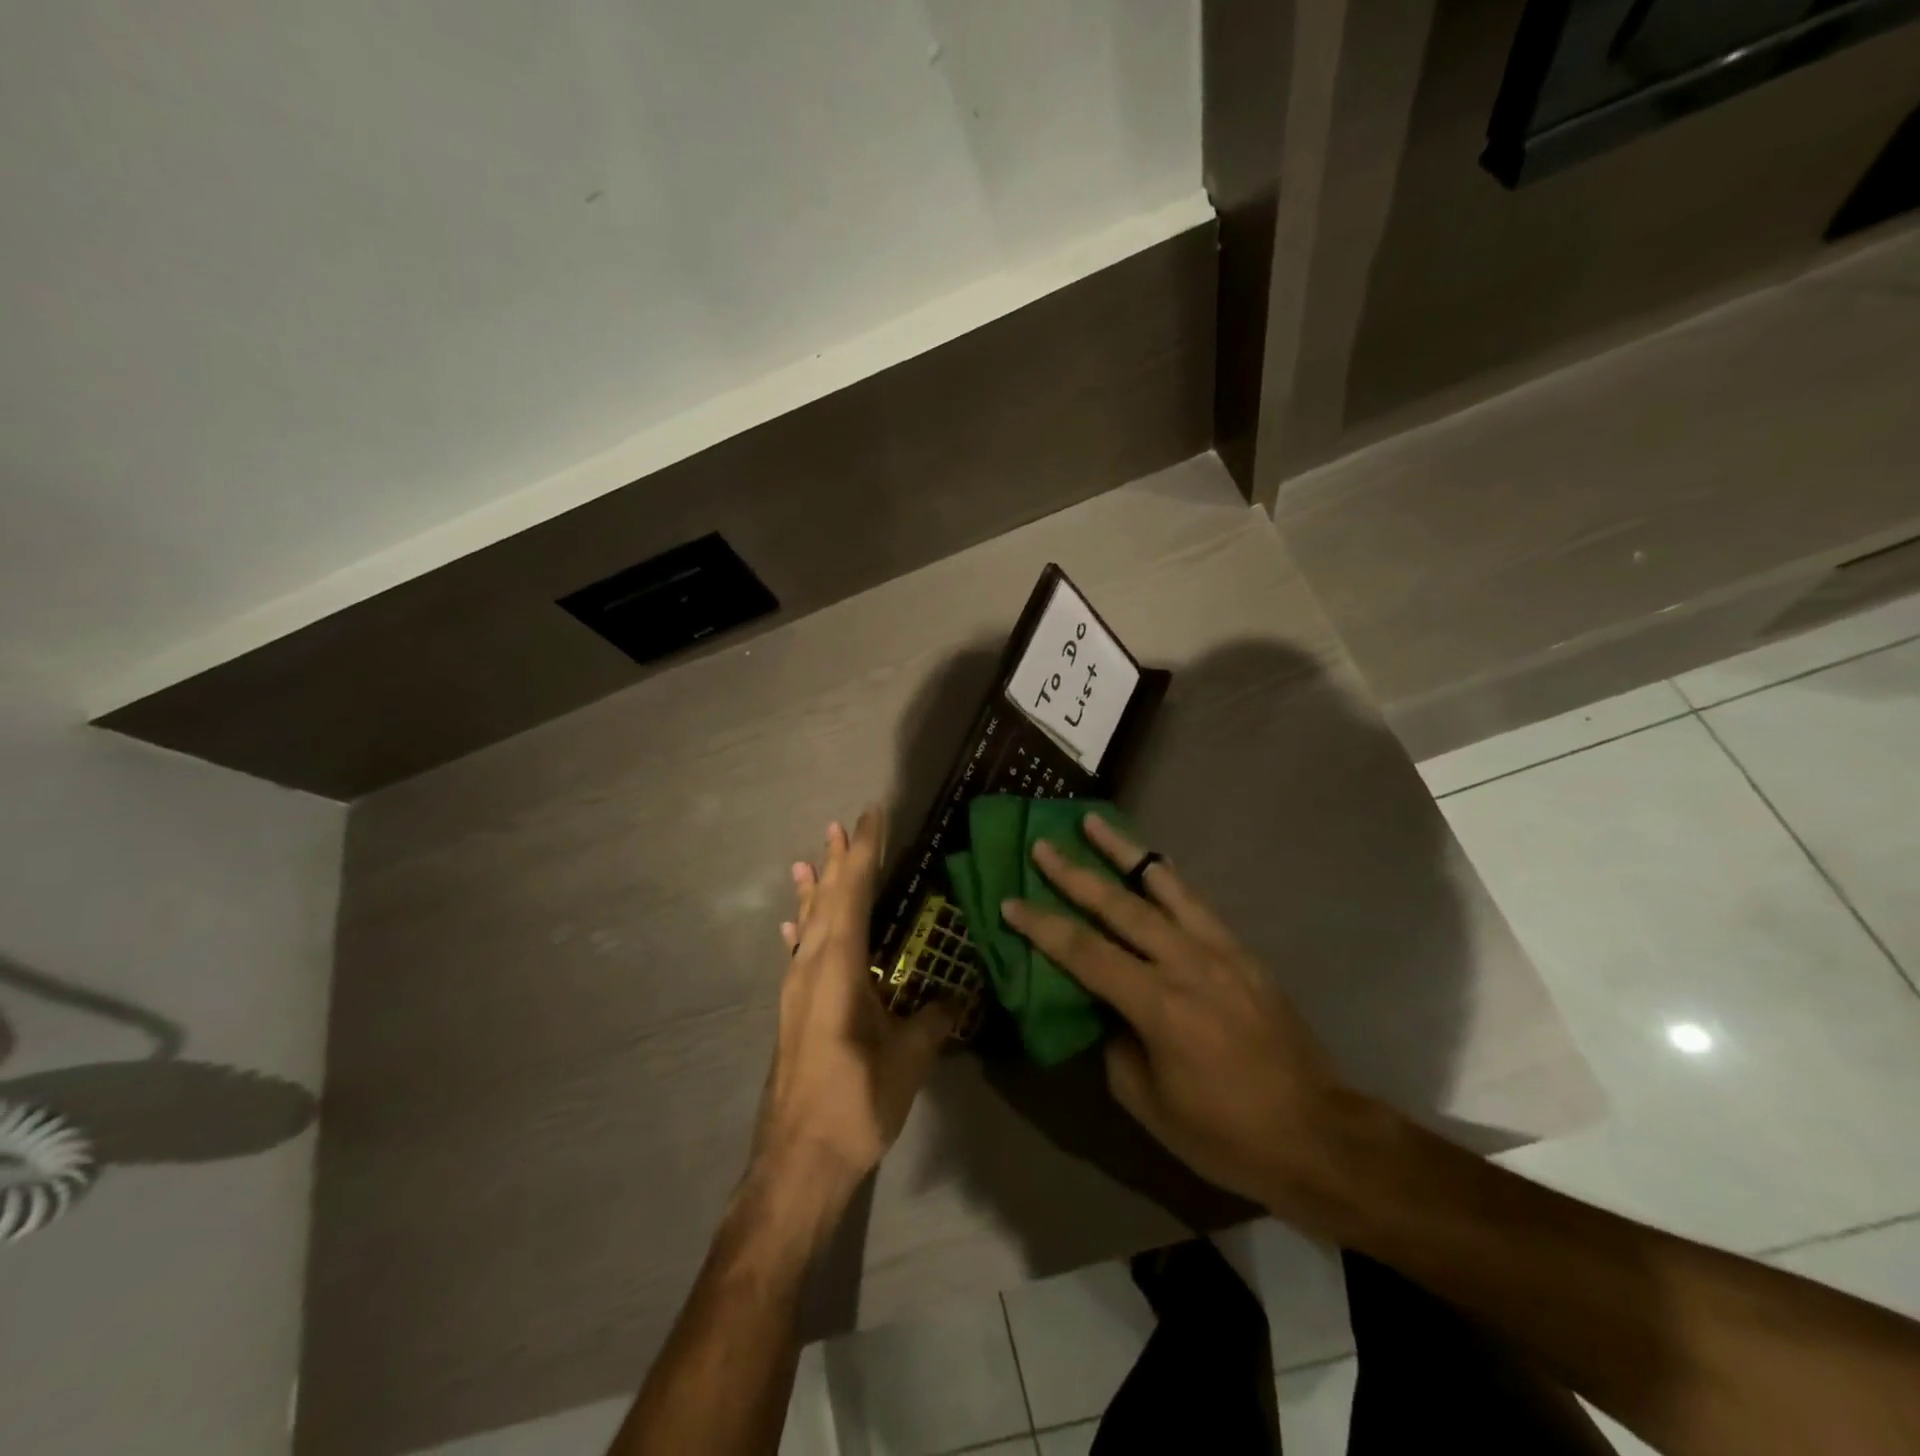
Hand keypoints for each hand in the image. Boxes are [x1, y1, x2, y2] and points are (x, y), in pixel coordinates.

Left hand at [754, 808, 955, 1206]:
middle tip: (841, 824)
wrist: (797, 1161)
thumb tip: (956, 996)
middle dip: (836, 860)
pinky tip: (793, 924)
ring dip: (815, 888)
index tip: (870, 815)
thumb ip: (933, 1020)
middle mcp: (811, 966)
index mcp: (839, 966)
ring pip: (808, 923)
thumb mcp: (908, 1059)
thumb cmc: (856, 1102)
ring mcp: (796, 989)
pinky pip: (798, 952)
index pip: (852, 893)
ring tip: (811, 857)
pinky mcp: (793, 1011)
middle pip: (825, 900)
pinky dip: (800, 928)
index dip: (863, 851)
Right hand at [1001, 814, 1367, 1217]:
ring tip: (1094, 821)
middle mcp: (1187, 964)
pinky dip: (1166, 877)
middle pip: (1120, 906)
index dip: (1043, 926)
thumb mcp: (1150, 1105)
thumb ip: (1116, 1046)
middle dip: (1075, 873)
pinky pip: (1196, 902)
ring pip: (1163, 886)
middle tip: (1043, 844)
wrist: (1317, 1135)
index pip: (1085, 953)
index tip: (1010, 902)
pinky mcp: (1242, 952)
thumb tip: (1105, 1009)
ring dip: (1124, 852)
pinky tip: (1152, 863)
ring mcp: (1220, 951)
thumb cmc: (1225, 1134)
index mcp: (1159, 1006)